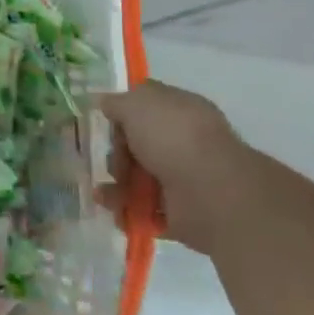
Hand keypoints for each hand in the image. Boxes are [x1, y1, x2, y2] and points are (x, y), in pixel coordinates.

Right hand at [100, 81, 249, 255]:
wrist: (210, 193)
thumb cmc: (173, 138)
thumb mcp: (136, 105)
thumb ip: (116, 102)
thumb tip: (103, 102)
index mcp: (181, 110)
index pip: (146, 104)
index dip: (122, 110)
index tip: (104, 121)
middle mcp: (184, 142)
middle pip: (137, 144)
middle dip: (116, 153)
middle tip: (113, 161)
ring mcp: (183, 177)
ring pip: (137, 178)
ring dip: (116, 185)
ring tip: (106, 194)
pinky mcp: (179, 212)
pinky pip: (144, 209)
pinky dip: (127, 210)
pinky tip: (115, 209)